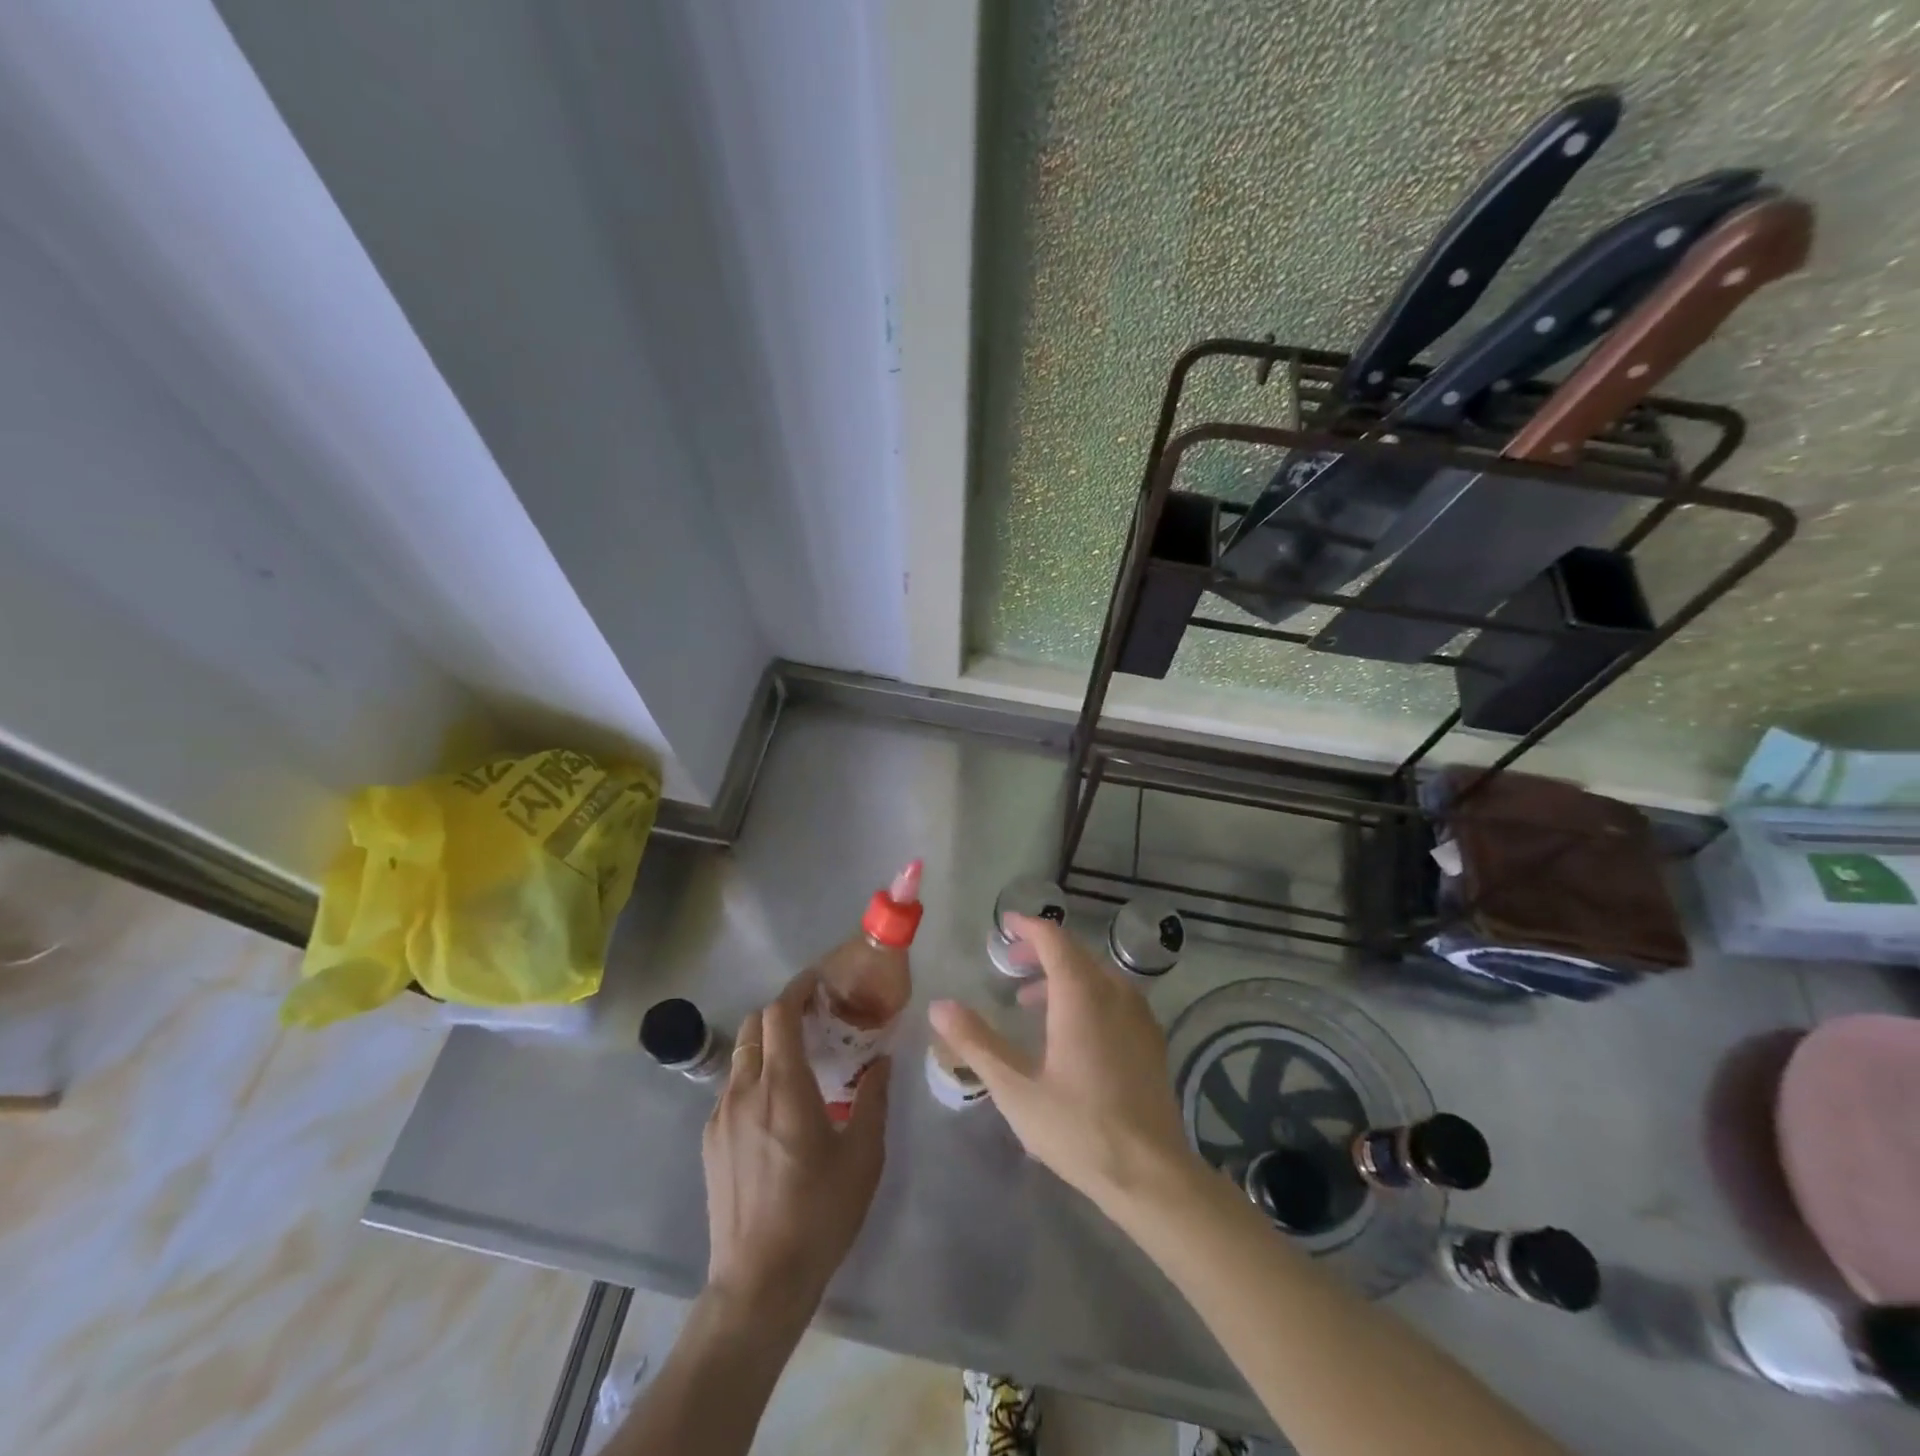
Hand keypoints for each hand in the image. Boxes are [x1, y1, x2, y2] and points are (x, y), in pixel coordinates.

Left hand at [703, 975, 889, 1323]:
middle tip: (814, 1021)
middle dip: (782, 1012)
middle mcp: (745, 1090)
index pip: (779, 1012)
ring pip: (741, 1057)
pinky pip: (732, 1089)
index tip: (820, 982)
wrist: (758, 1283)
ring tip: (798, 1064)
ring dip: (767, 1045)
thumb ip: (873, 1099)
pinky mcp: (710, 1141)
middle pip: (753, 1025)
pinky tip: (776, 1109)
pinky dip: (754, 1077)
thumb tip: (882, 1061)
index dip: (798, 988)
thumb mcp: (863, 1156)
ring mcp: (721, 1116)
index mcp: (783, 1087)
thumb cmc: (819, 1215)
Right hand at [928, 913, 1201, 1212]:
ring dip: (1064, 976)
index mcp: (1081, 994)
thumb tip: (939, 1005)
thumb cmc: (1078, 1128)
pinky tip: (1073, 1030)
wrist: (1152, 1175)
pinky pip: (1115, 997)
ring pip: (1097, 975)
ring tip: (1032, 1001)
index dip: (1028, 927)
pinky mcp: (1152, 1039)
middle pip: (1076, 953)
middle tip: (1010, 964)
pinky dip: (1088, 995)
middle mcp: (1114, 992)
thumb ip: (976, 1042)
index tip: (1005, 924)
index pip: (1053, 939)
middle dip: (1041, 952)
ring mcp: (1139, 1015)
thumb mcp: (1016, 1088)